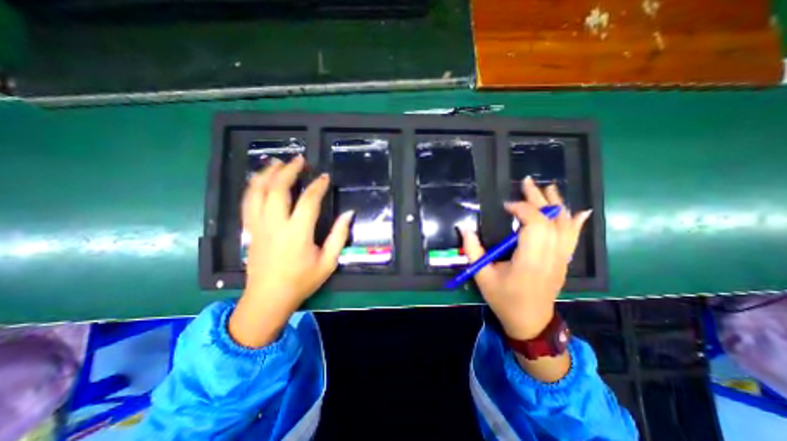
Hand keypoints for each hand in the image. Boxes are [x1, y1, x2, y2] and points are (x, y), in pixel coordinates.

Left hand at [228, 157, 349, 345]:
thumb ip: (339, 236)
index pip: (308, 201)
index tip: (324, 177)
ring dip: (267, 174)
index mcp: (297, 234)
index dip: (318, 186)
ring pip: (257, 192)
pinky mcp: (250, 230)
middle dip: (289, 171)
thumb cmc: (302, 281)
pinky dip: (253, 187)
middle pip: (278, 189)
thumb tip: (349, 214)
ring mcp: (258, 226)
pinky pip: (247, 202)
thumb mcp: (328, 262)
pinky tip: (259, 180)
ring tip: (277, 162)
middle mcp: (275, 225)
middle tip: (299, 160)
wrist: (268, 298)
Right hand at [462, 175, 590, 341]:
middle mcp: (551, 257)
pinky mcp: (564, 262)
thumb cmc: (504, 299)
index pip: (535, 225)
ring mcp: (561, 259)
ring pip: (565, 226)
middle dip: (539, 199)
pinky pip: (573, 238)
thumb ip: (473, 250)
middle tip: (527, 182)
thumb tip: (464, 227)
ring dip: (557, 204)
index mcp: (530, 260)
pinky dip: (576, 223)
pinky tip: (579, 211)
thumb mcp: (482, 276)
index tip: (506, 206)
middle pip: (551, 220)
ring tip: (548, 188)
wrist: (529, 321)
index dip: (522, 209)